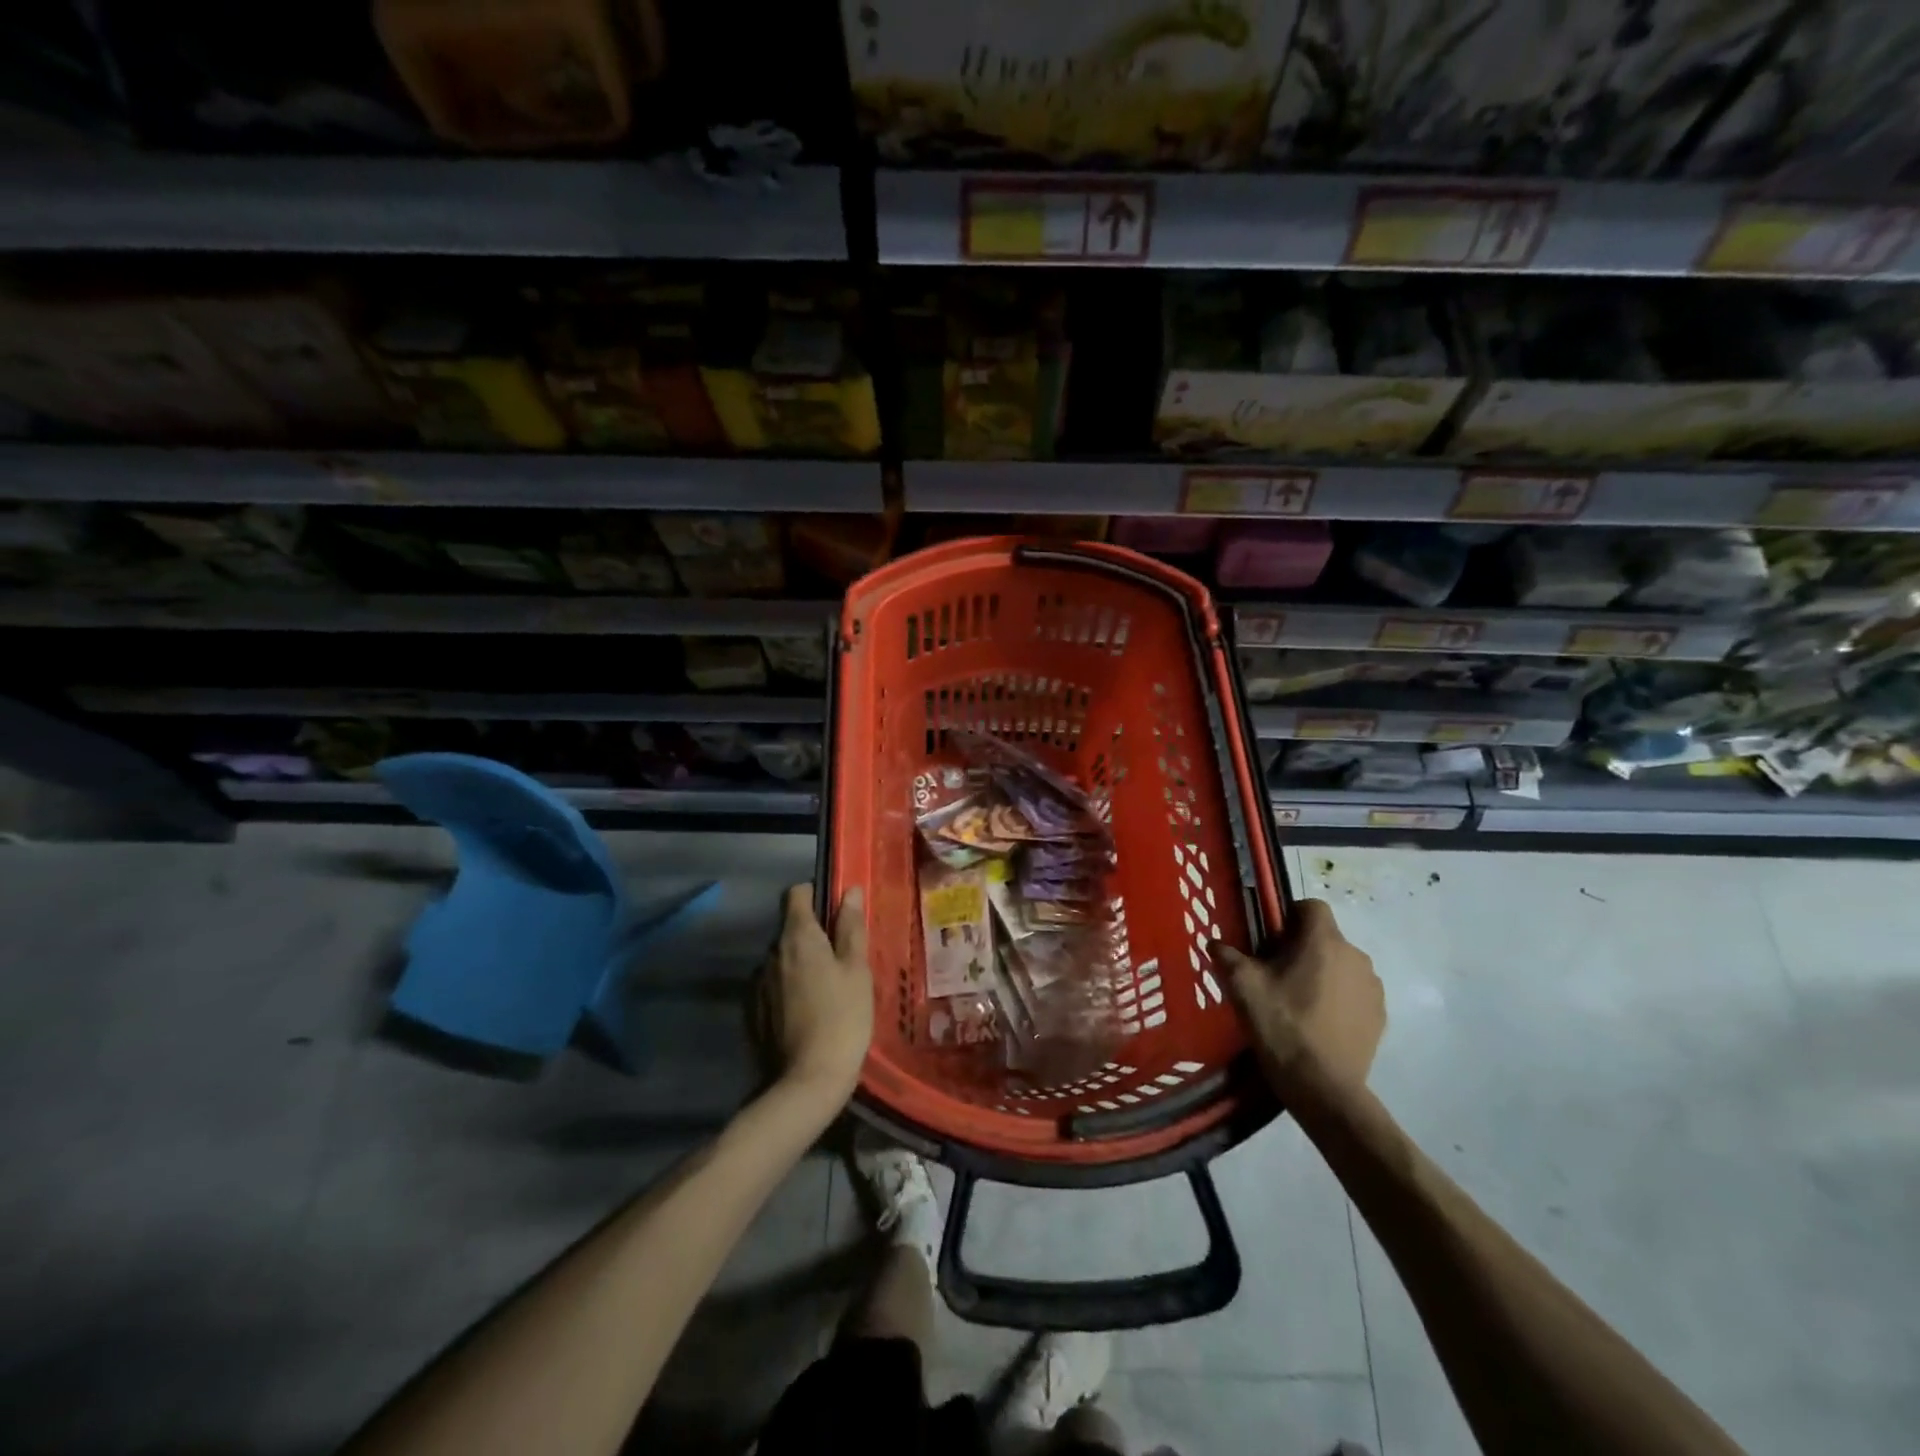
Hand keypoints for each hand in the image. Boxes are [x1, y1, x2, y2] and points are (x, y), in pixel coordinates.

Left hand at [765, 884, 873, 1104]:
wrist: (808, 1080)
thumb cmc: (843, 1017)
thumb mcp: (857, 969)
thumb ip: (850, 927)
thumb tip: (848, 890)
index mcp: (798, 937)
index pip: (797, 894)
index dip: (816, 895)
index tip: (836, 913)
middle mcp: (771, 953)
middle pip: (790, 928)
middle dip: (813, 935)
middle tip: (842, 959)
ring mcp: (758, 983)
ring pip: (782, 959)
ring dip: (801, 964)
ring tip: (827, 990)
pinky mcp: (754, 1011)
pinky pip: (774, 986)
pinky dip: (789, 989)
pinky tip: (808, 1012)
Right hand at [1212, 898, 1384, 1092]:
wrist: (1323, 1087)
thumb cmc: (1281, 1025)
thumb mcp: (1243, 986)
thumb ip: (1227, 956)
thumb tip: (1215, 943)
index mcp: (1323, 941)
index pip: (1311, 906)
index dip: (1289, 916)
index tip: (1270, 940)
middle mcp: (1355, 956)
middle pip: (1325, 937)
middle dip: (1302, 948)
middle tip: (1275, 974)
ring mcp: (1372, 987)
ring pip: (1341, 965)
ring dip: (1322, 973)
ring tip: (1298, 1001)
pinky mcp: (1379, 1015)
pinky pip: (1354, 992)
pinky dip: (1338, 997)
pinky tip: (1318, 1022)